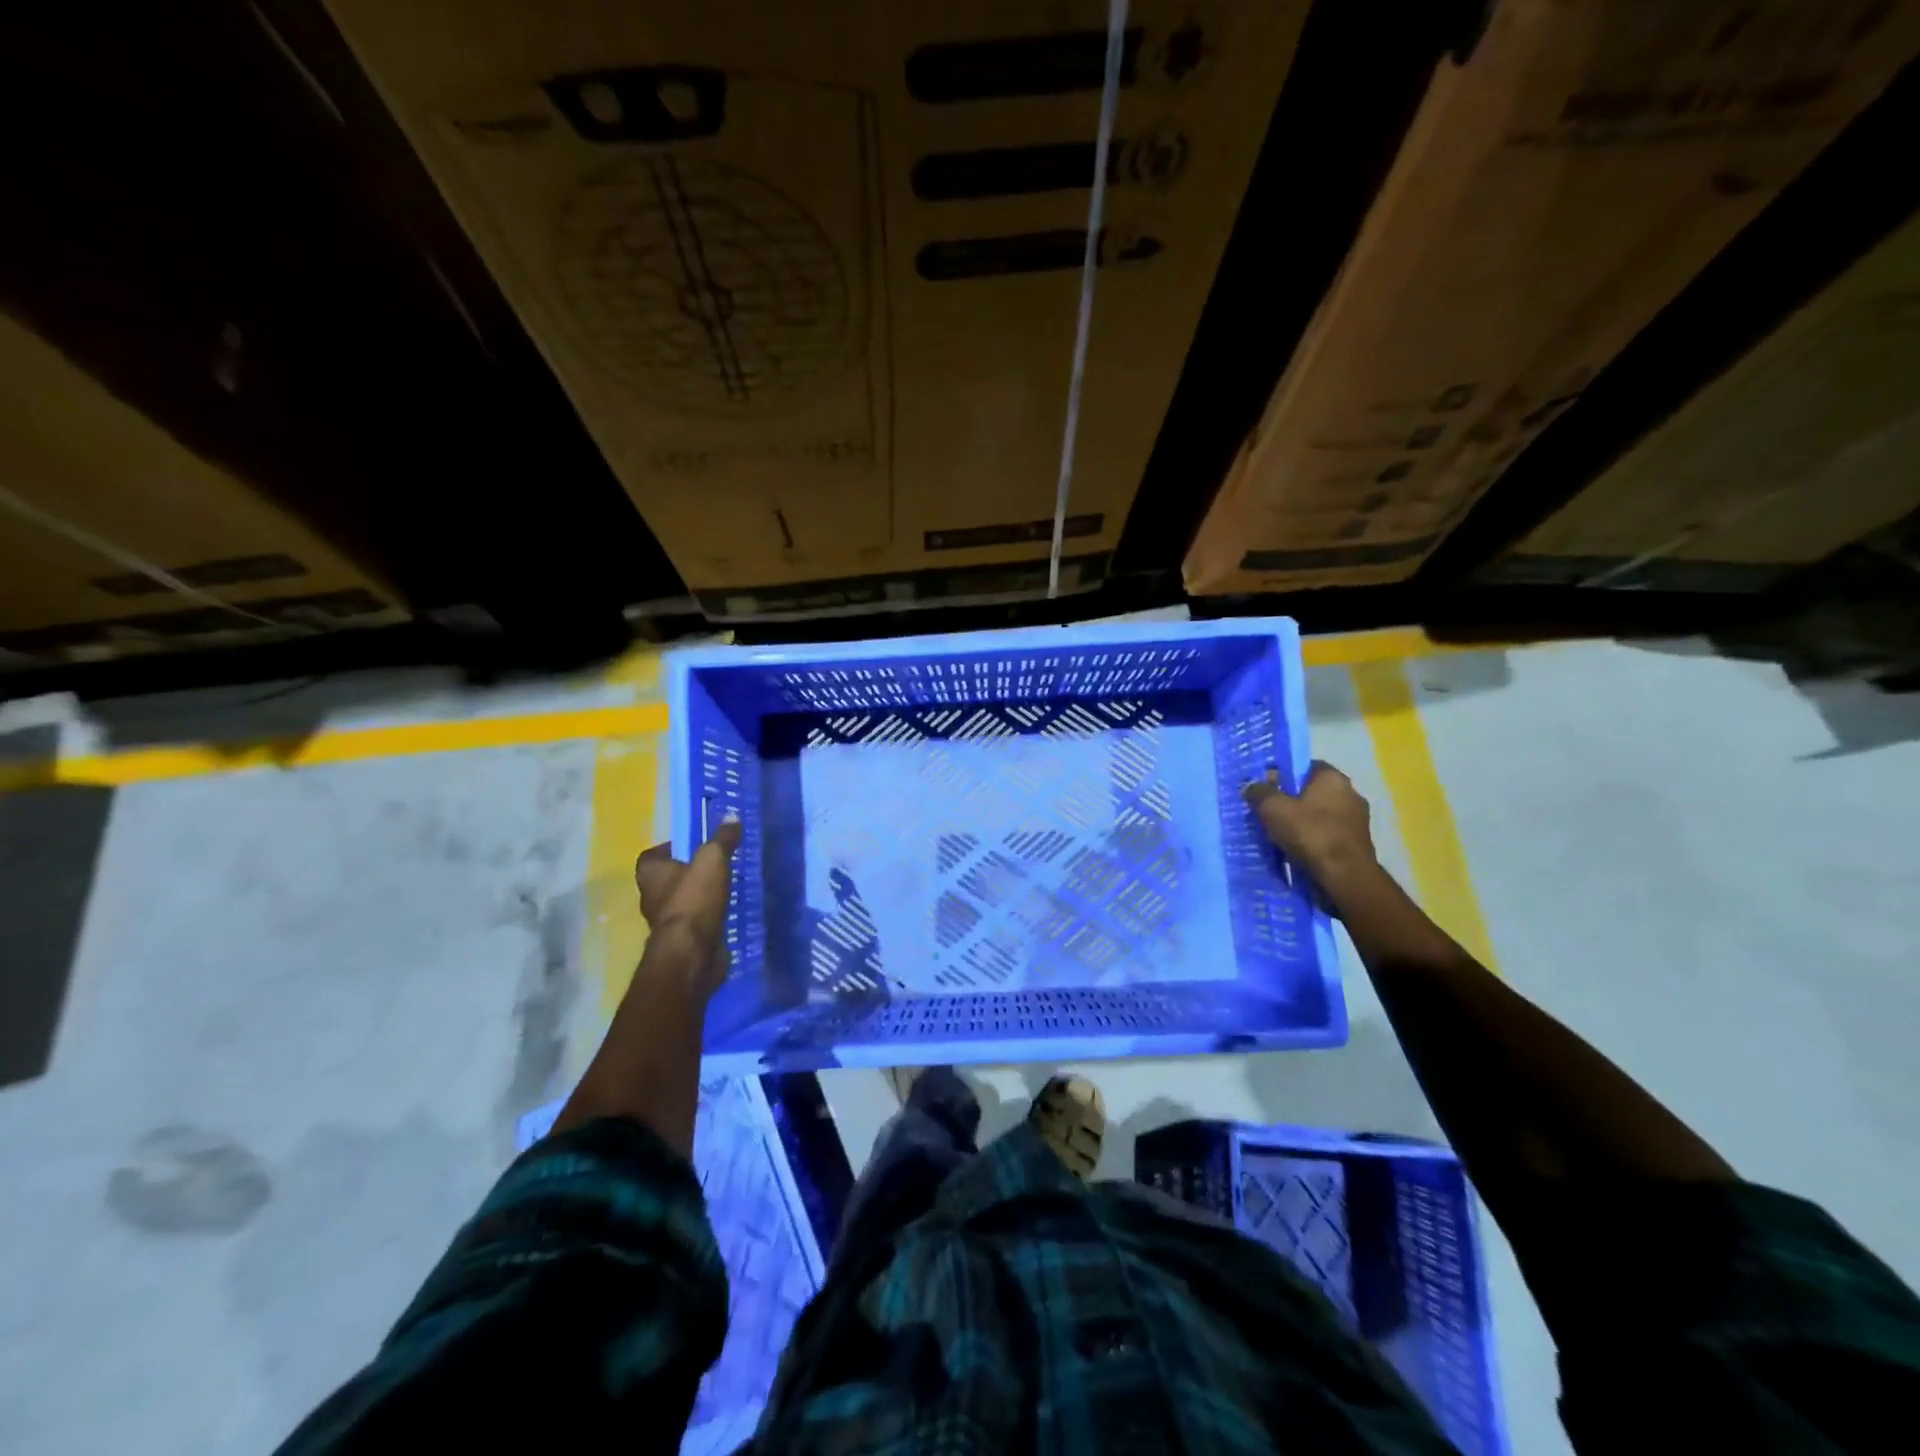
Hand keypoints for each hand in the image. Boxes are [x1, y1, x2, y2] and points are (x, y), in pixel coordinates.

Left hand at [633, 819, 741, 999]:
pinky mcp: (684, 940)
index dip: (672, 847)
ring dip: (701, 894)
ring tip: (727, 884)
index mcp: (650, 873)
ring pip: (684, 900)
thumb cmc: (694, 900)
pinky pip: (697, 920)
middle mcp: (652, 896)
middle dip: (690, 871)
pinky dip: (709, 915)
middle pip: (669, 877)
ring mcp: (667, 921)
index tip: (695, 844)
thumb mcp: (712, 860)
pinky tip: (729, 909)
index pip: (653, 855)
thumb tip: (731, 815)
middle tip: (717, 862)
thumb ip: (722, 838)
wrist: (692, 953)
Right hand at [1243, 761, 1379, 889]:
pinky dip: (1313, 838)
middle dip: (1290, 800)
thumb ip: (1259, 792)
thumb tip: (1252, 786)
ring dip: (1302, 821)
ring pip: (1320, 814)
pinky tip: (1298, 850)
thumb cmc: (1309, 833)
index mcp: (1332, 777)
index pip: (1303, 767)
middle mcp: (1350, 792)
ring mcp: (1358, 819)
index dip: (1281, 775)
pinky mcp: (1358, 842)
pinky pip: (1328, 833)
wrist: (1345, 877)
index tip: (1265, 790)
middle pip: (1312, 791)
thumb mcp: (1272, 808)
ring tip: (1280, 835)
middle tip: (1268, 813)